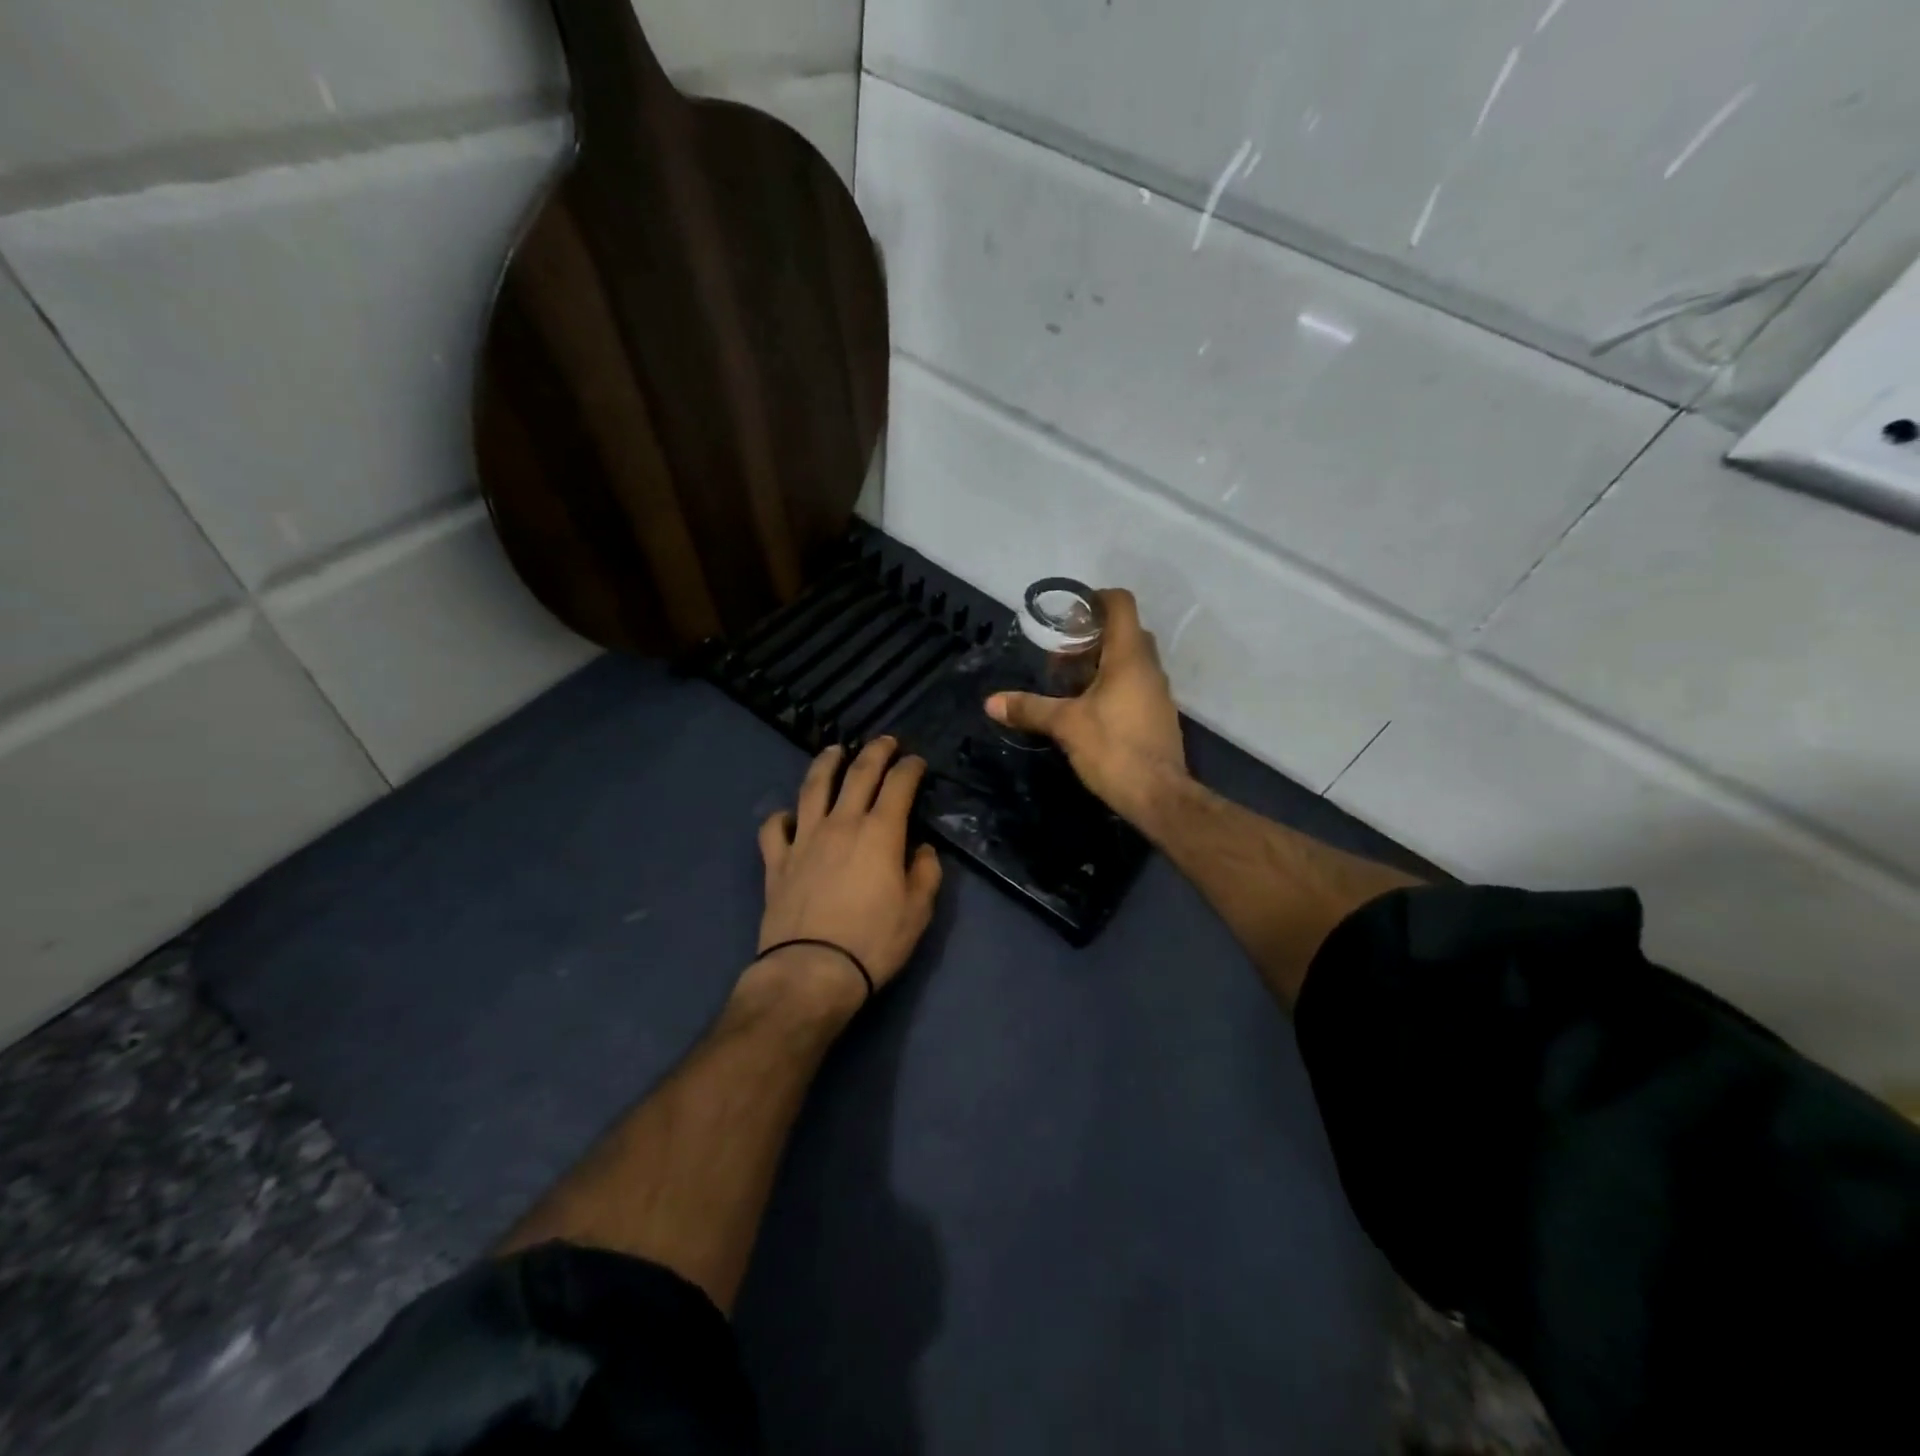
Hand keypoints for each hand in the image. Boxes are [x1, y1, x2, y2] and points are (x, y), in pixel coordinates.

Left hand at [752, 739, 943, 1015]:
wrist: (812, 971)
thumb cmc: (874, 941)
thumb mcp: (918, 911)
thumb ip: (925, 873)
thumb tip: (922, 849)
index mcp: (880, 832)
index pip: (898, 785)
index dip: (910, 768)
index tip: (916, 761)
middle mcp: (841, 824)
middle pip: (858, 774)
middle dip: (874, 751)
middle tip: (884, 740)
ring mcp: (804, 839)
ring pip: (813, 788)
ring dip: (826, 763)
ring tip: (834, 750)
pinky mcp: (777, 861)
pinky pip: (773, 828)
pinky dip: (780, 817)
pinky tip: (788, 816)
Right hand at [986, 588, 1189, 827]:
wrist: (1159, 797)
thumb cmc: (1113, 749)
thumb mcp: (1065, 725)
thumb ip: (1030, 709)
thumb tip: (991, 702)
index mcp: (1129, 658)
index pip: (1121, 605)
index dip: (1096, 599)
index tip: (1071, 612)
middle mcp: (1149, 668)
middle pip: (1125, 633)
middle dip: (1092, 636)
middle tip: (1061, 654)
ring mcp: (1158, 693)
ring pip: (1131, 662)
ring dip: (1102, 663)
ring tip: (1069, 683)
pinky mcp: (1158, 717)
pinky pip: (1135, 686)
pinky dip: (1112, 685)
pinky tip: (1088, 709)